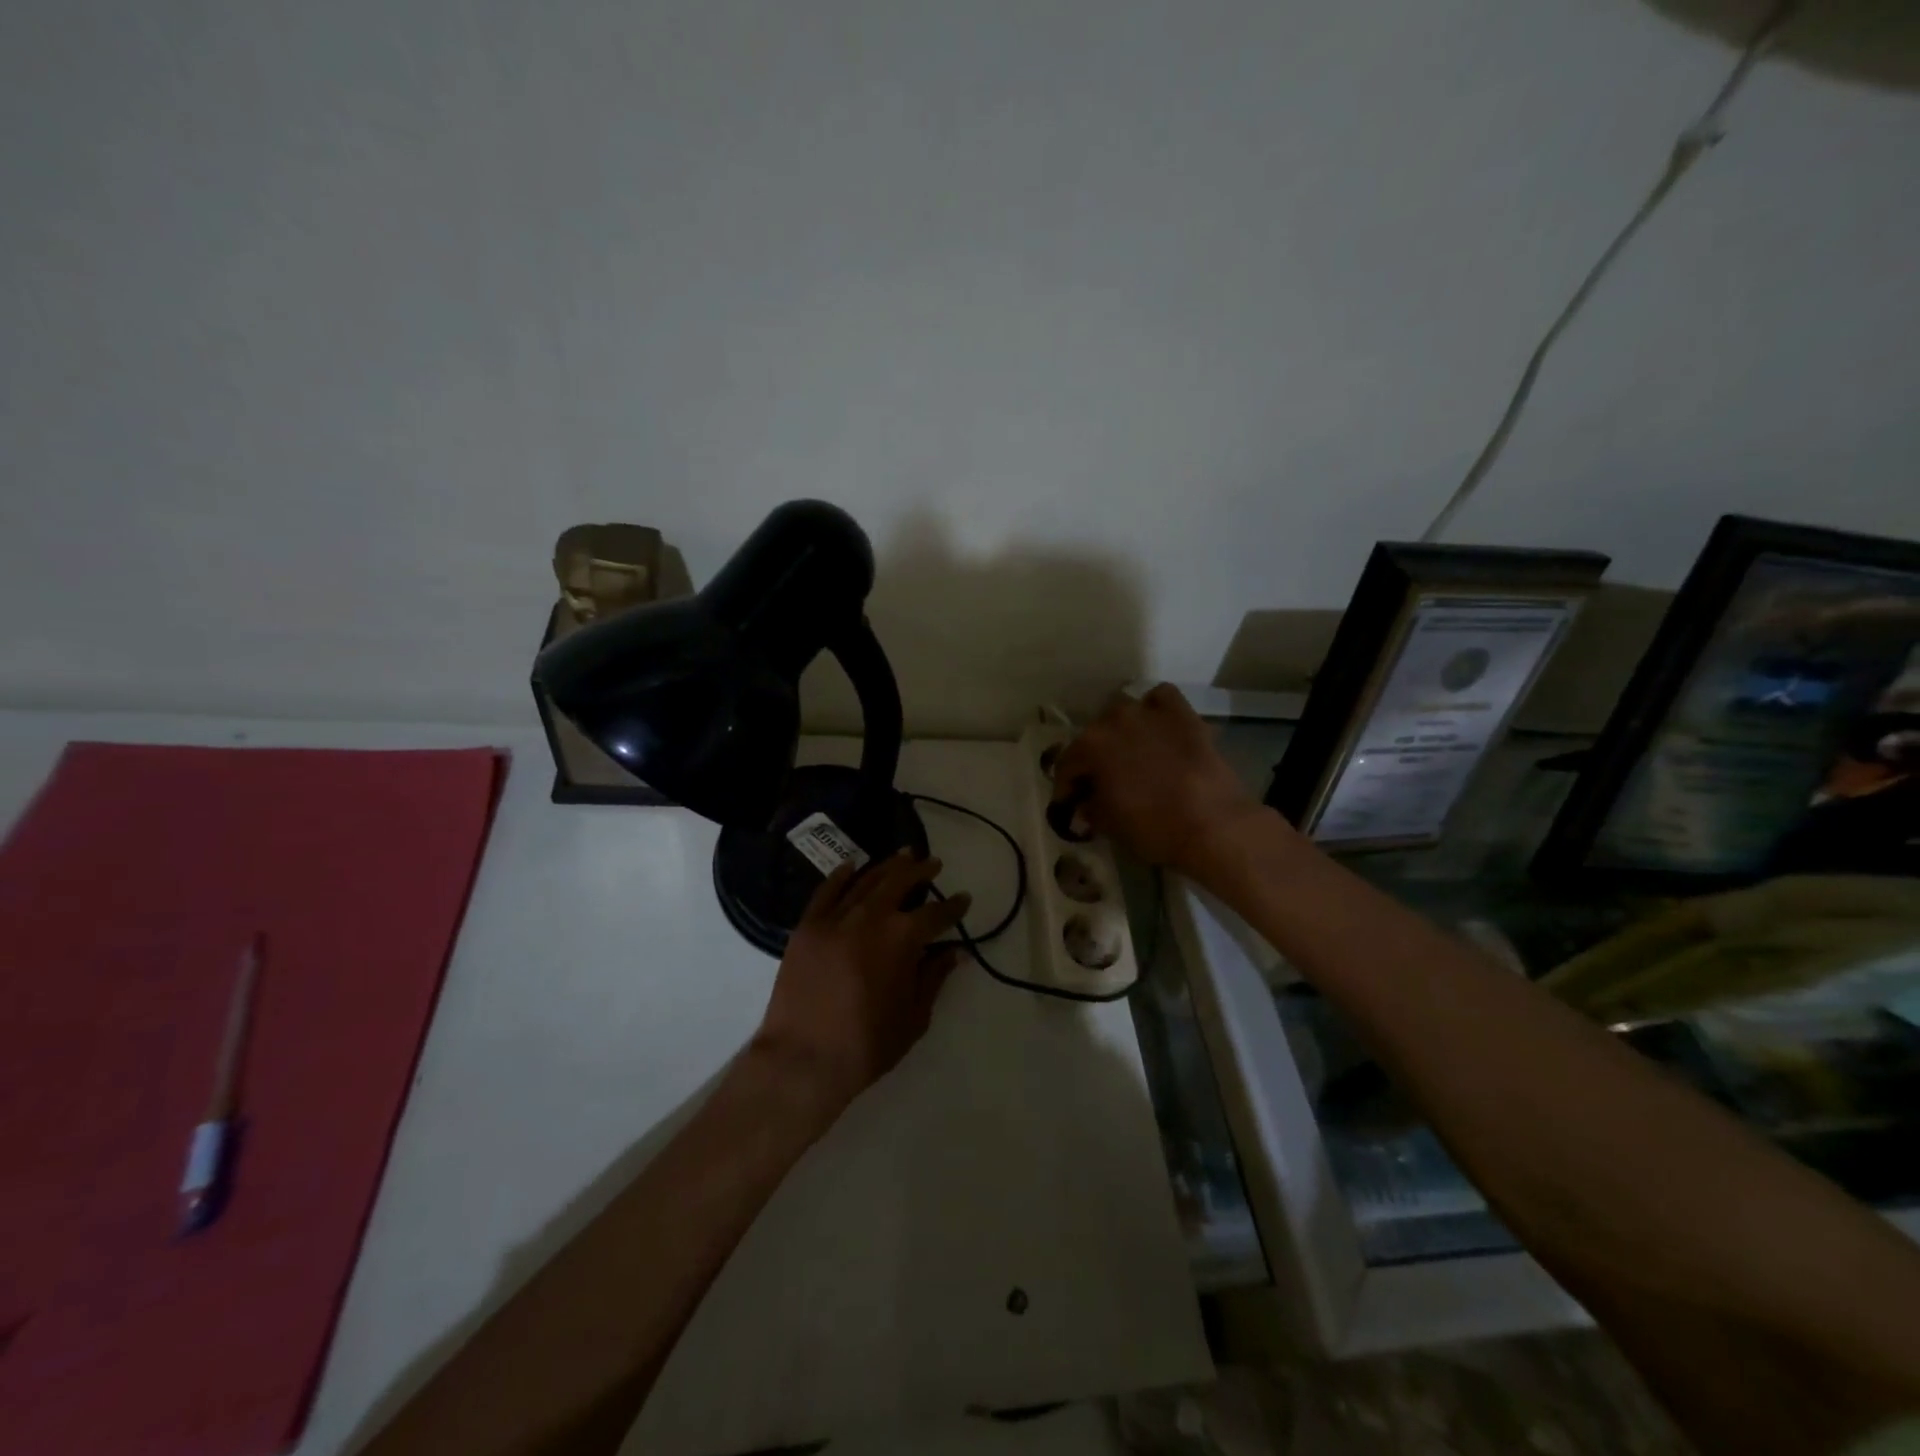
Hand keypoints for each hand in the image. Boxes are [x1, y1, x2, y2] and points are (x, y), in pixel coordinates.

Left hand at [754, 852, 970, 1112]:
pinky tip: (852, 866)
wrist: (802, 1060)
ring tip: (903, 856)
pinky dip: (841, 875)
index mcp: (902, 939)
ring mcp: (835, 918)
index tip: (964, 899)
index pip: (936, 913)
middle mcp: (870, 917)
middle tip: (933, 863)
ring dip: (887, 866)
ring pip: (866, 880)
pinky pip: (827, 891)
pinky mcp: (807, 926)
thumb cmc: (866, 1046)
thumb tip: (956, 952)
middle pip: (900, 882)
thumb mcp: (914, 1017)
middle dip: (921, 870)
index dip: (953, 906)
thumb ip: (934, 978)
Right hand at [1050, 684, 1270, 878]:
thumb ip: (1090, 809)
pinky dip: (1154, 709)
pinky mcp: (1182, 713)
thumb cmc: (1152, 827)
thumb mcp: (1109, 825)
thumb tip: (1084, 805)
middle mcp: (1113, 719)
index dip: (1066, 788)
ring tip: (1129, 754)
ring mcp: (1149, 711)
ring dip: (1120, 731)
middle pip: (1093, 736)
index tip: (1070, 805)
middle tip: (1101, 783)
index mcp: (1089, 746)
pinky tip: (1156, 728)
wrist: (1213, 824)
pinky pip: (1160, 698)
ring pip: (1123, 712)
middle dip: (1093, 759)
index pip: (1066, 765)